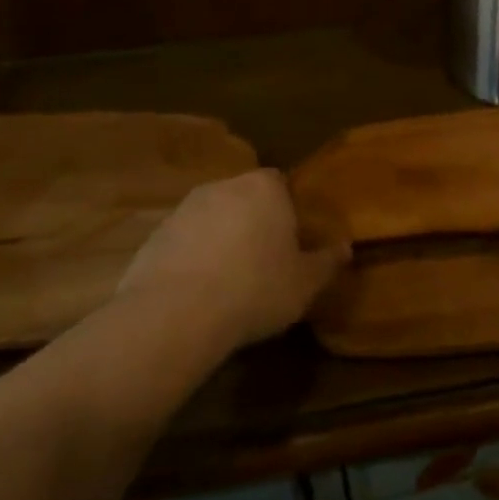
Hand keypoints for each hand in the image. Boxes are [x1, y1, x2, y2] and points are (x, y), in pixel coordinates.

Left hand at [117, 169, 348, 351]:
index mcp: (264, 187)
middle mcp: (223, 187)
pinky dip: (193, 259)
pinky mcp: (153, 237)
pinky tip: (199, 293)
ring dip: (222, 240)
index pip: (281, 184)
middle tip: (265, 261)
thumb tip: (345, 247)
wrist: (175, 315)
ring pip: (213, 219)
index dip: (288, 211)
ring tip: (230, 281)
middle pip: (245, 198)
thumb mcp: (305, 283)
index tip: (292, 241)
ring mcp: (183, 210)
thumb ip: (327, 262)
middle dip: (254, 222)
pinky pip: (184, 242)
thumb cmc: (255, 289)